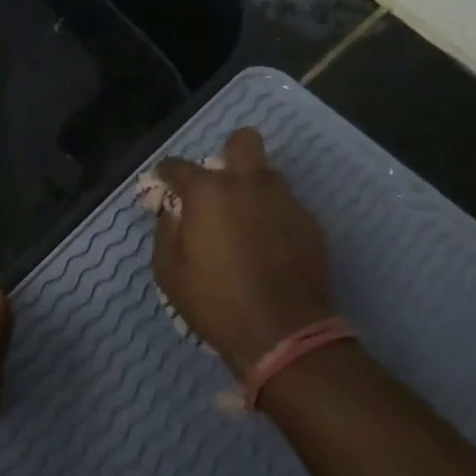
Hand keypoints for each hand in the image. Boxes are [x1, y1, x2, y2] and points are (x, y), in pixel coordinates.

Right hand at [152, 128, 337, 374]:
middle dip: (228, 154)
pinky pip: (287, 206)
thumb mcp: (169, 272)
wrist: (283, 335)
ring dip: (253, 189)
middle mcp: (249, 183)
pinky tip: (269, 248)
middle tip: (219, 189)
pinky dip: (274, 217)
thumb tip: (174, 213)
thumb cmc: (215, 302)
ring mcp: (285, 200)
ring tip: (246, 224)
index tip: (164, 187)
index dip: (166, 175)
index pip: (177, 165)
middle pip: (243, 141)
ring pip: (268, 175)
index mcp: (208, 191)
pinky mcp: (311, 223)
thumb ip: (166, 231)